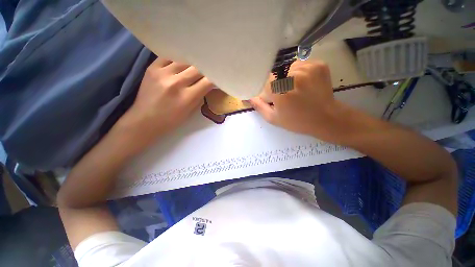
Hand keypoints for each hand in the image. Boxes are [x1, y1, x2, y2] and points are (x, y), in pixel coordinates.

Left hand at [120, 58, 212, 142]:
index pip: (207, 81)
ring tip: (192, 70)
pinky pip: (169, 58)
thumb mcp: (191, 111)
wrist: (144, 120)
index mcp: (187, 97)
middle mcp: (176, 82)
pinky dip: (177, 61)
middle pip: (197, 68)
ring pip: (184, 61)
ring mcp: (162, 73)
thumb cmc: (171, 120)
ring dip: (191, 66)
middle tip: (206, 73)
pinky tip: (179, 66)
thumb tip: (207, 85)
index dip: (214, 78)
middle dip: (204, 70)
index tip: (216, 77)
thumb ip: (200, 96)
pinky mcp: (152, 68)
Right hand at [250, 60, 345, 141]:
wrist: (326, 118)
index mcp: (279, 90)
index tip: (273, 98)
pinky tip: (304, 84)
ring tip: (295, 89)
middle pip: (276, 73)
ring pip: (288, 67)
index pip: (264, 81)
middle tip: (285, 95)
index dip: (268, 90)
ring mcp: (307, 67)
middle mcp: (292, 74)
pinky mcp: (318, 64)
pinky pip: (301, 65)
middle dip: (277, 83)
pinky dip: (299, 73)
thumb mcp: (273, 118)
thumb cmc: (297, 121)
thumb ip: (259, 106)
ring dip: (288, 77)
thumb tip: (248, 97)